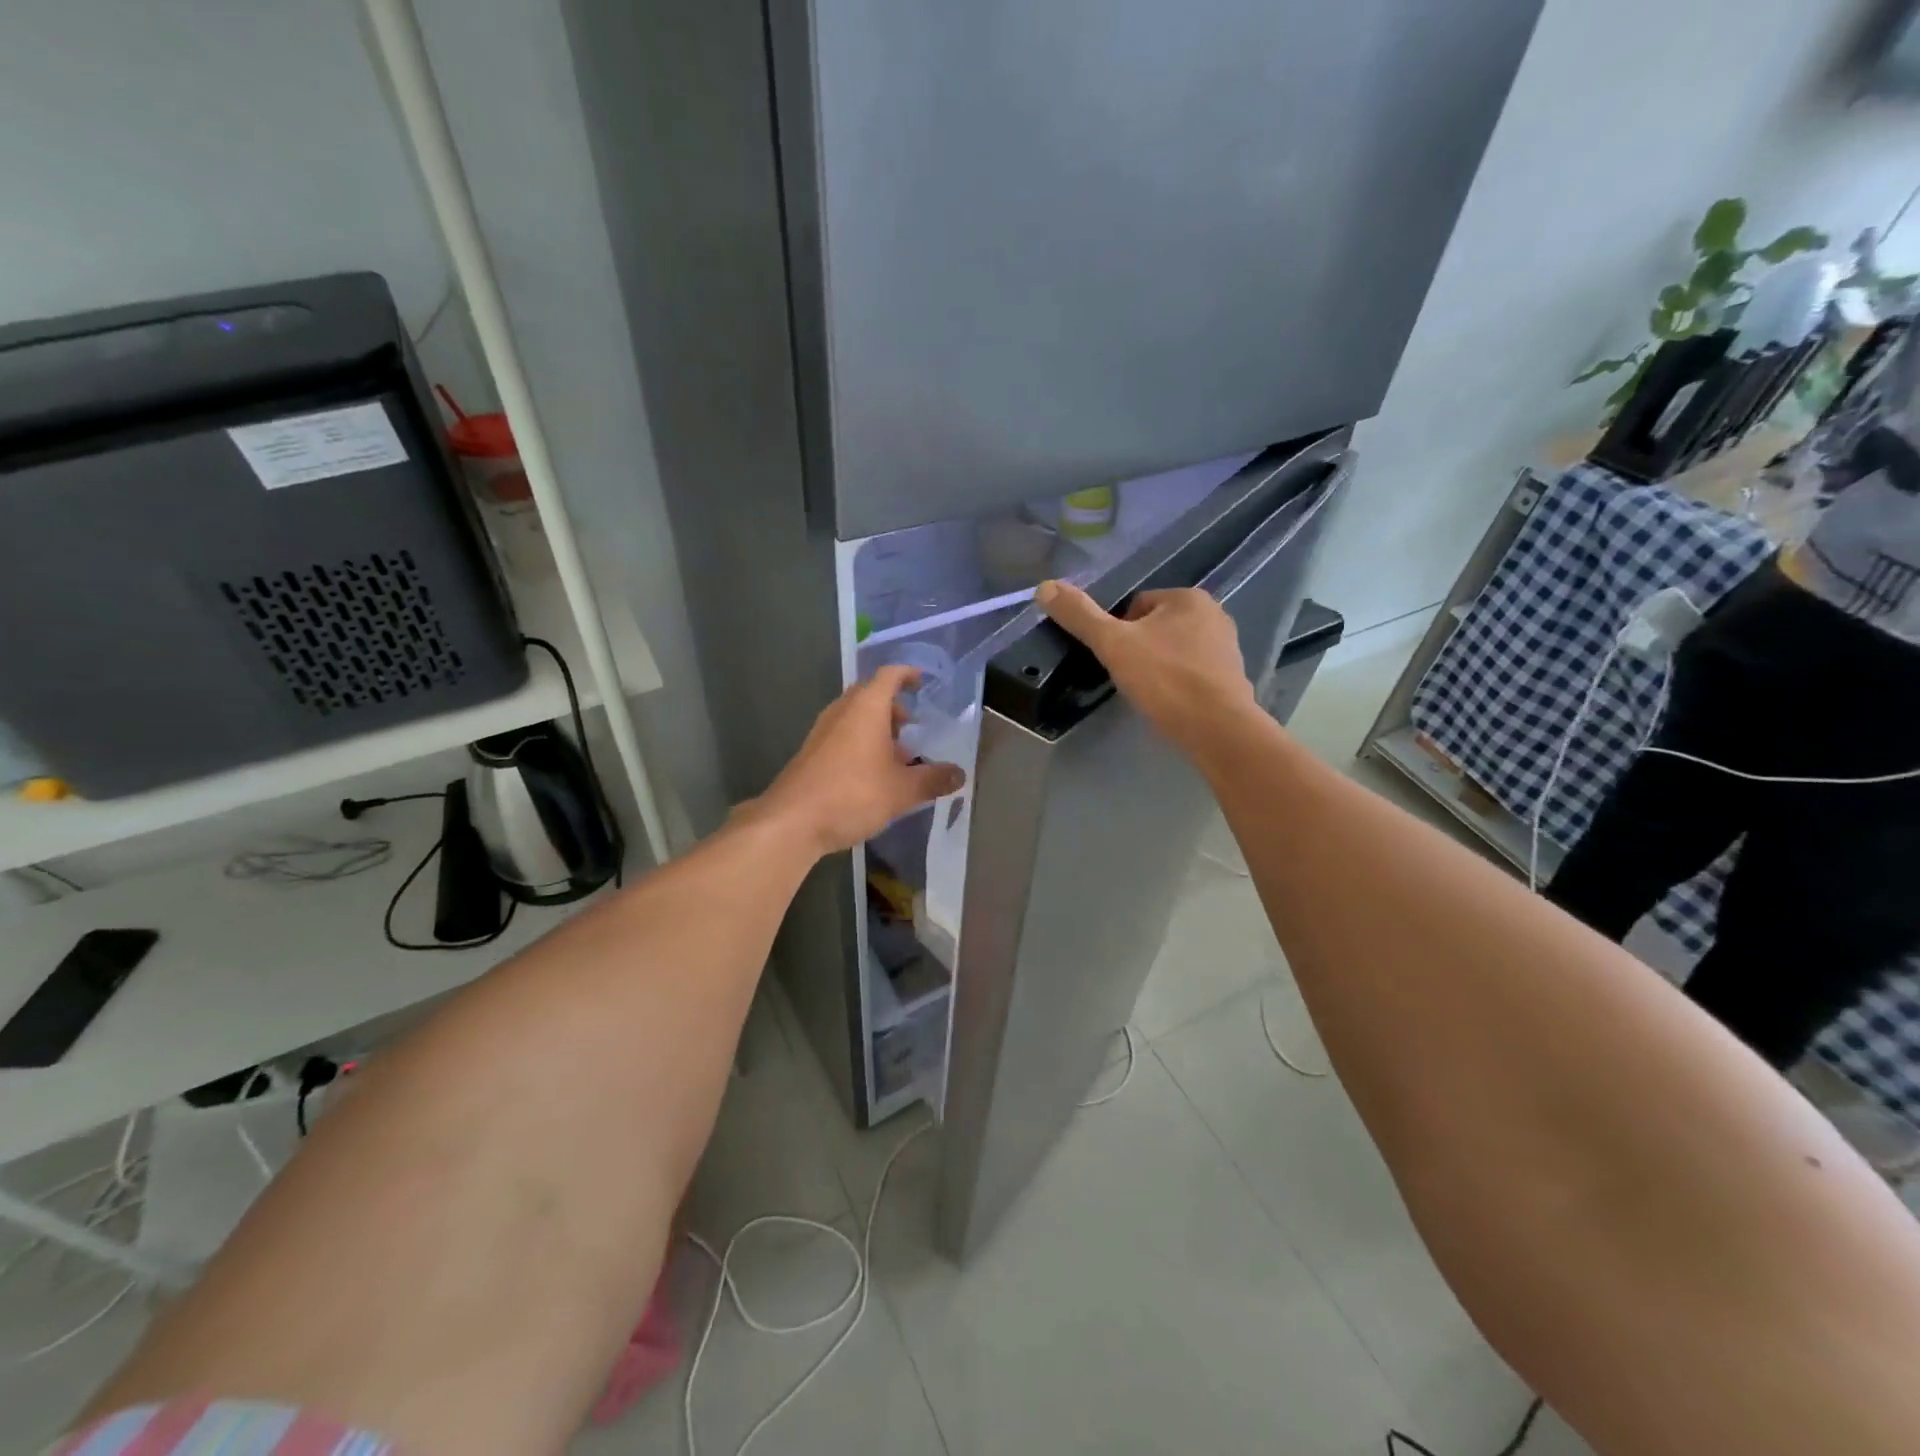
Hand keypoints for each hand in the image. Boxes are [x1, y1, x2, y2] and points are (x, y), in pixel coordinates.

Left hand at [745, 666, 965, 856]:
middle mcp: (842, 712)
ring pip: (854, 717)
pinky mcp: (811, 754)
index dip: (907, 674)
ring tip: (897, 755)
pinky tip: (872, 774)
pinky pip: (842, 736)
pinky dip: (860, 743)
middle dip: (893, 706)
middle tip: (912, 726)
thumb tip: (960, 774)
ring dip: (876, 728)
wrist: (792, 821)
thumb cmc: (852, 794)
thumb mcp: (902, 791)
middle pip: (870, 695)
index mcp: (866, 708)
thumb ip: (933, 780)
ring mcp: (822, 732)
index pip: (889, 676)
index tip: (922, 681)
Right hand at [1036, 579, 1258, 751]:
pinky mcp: (1232, 679)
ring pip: (1175, 651)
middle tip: (1129, 678)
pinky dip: (1178, 686)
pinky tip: (1169, 705)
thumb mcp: (1113, 644)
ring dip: (1159, 668)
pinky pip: (1193, 674)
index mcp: (1189, 597)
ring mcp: (1228, 648)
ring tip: (1149, 693)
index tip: (1115, 659)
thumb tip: (1044, 586)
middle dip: (1140, 650)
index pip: (1137, 605)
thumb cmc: (1165, 679)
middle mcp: (1215, 615)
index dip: (1118, 632)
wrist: (1217, 729)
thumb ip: (1080, 615)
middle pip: (1156, 628)